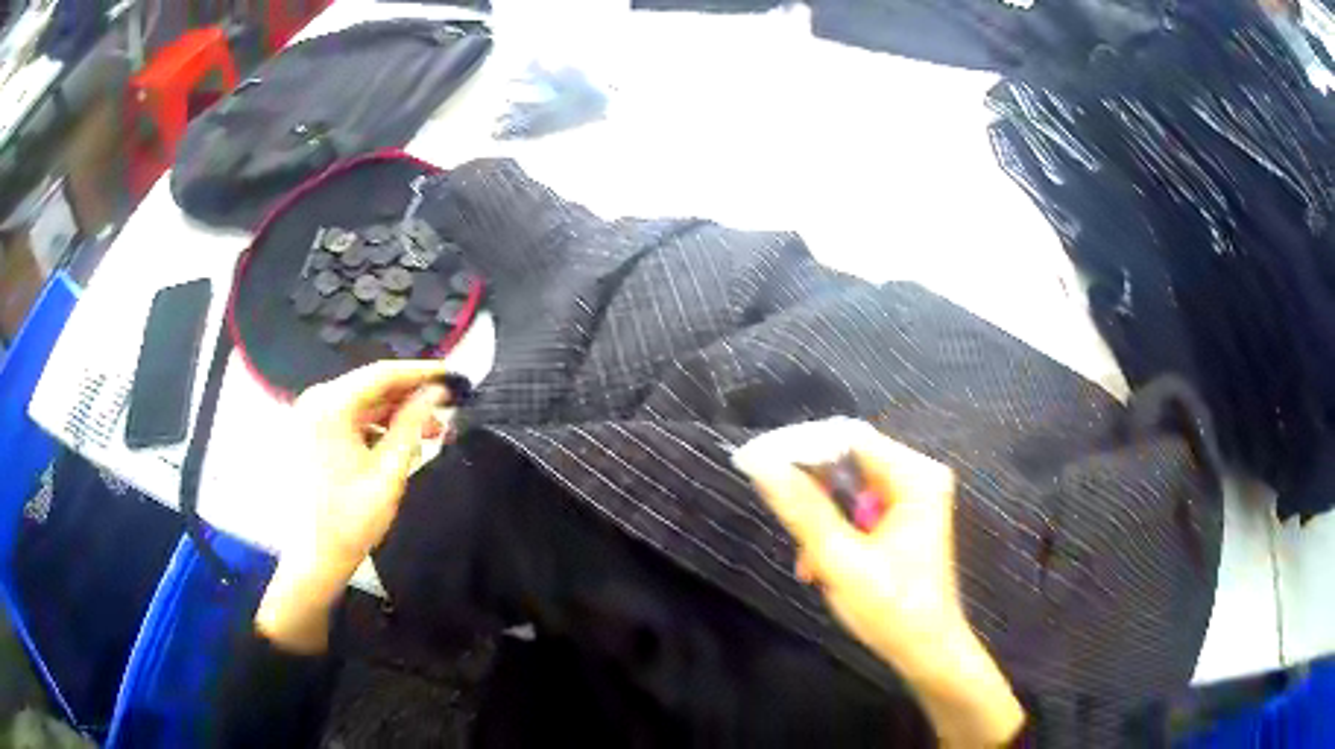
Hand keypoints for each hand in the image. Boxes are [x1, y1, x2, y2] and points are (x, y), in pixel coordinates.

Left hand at [257, 360, 452, 652]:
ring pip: (362, 403)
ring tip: (431, 432)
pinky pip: (349, 419)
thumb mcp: (389, 471)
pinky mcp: (310, 433)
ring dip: (395, 413)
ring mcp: (310, 416)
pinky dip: (376, 426)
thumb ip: (412, 424)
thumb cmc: (352, 518)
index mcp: (331, 406)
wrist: (313, 558)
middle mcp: (316, 401)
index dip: (421, 372)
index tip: (453, 375)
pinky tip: (400, 443)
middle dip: (410, 396)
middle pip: (371, 386)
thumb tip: (435, 392)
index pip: (382, 374)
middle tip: (447, 408)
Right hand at [732, 418, 1023, 747]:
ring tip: (808, 562)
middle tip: (785, 524)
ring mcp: (910, 498)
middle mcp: (916, 477)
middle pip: (847, 462)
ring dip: (820, 521)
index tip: (757, 463)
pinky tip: (821, 566)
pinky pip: (855, 509)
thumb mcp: (841, 560)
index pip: (848, 438)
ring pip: (846, 488)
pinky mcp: (902, 519)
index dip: (801, 447)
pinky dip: (834, 533)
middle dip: (812, 495)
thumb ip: (803, 510)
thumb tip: (762, 464)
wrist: (926, 651)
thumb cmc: (892, 608)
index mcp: (915, 477)